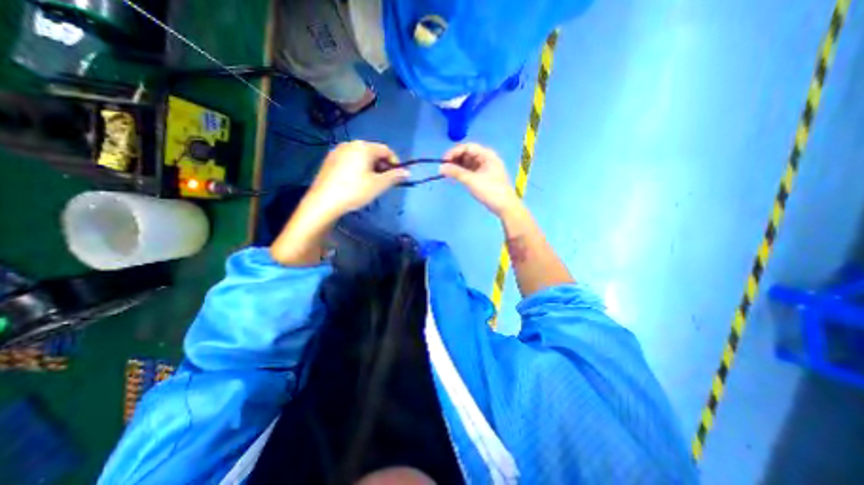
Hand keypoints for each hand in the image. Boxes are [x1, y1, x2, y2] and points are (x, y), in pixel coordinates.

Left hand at [306, 141, 408, 219]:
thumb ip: (394, 176)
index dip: (395, 162)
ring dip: (370, 167)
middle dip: (382, 165)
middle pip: (373, 152)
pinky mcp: (329, 160)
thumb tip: (407, 172)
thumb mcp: (378, 185)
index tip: (397, 176)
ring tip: (370, 183)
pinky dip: (358, 168)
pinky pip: (350, 160)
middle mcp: (350, 144)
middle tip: (384, 181)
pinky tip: (355, 182)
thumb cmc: (355, 191)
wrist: (324, 201)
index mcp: (364, 147)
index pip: (386, 150)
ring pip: (361, 156)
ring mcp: (337, 151)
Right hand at [442, 143, 522, 214]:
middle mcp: (486, 158)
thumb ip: (456, 172)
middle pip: (467, 154)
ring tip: (447, 173)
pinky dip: (462, 172)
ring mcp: (485, 168)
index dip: (454, 152)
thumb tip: (441, 167)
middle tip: (444, 168)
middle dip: (455, 159)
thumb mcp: (471, 180)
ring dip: (457, 166)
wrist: (504, 206)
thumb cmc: (490, 191)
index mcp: (487, 155)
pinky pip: (470, 170)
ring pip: (468, 162)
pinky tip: (455, 177)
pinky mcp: (483, 176)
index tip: (443, 161)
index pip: (468, 147)